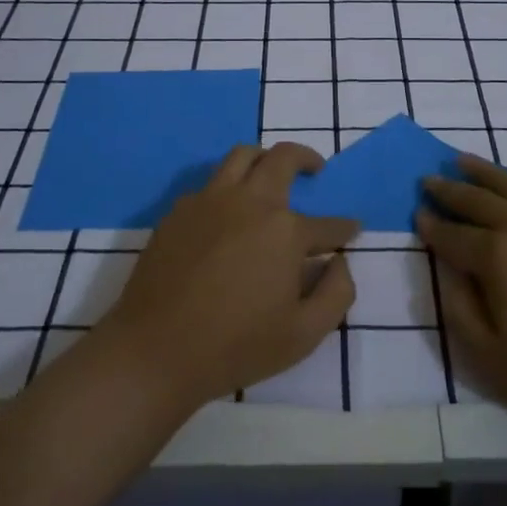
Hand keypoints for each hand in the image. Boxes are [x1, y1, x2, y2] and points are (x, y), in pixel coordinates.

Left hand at [97, 143, 358, 407]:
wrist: (156, 350)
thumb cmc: (236, 346)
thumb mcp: (304, 334)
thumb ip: (336, 293)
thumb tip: (339, 261)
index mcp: (285, 231)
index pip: (327, 224)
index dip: (343, 228)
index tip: (351, 230)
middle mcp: (250, 202)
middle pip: (283, 158)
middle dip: (307, 158)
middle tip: (316, 169)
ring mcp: (211, 200)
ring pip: (242, 155)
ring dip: (264, 158)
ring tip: (270, 172)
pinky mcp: (180, 210)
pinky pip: (210, 183)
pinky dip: (228, 186)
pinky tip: (228, 211)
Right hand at [417, 145, 506, 433]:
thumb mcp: (493, 359)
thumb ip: (459, 310)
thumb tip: (445, 269)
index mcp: (495, 259)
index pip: (452, 236)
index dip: (431, 226)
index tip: (417, 214)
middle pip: (476, 202)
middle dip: (448, 190)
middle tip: (429, 180)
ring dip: (484, 169)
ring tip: (463, 159)